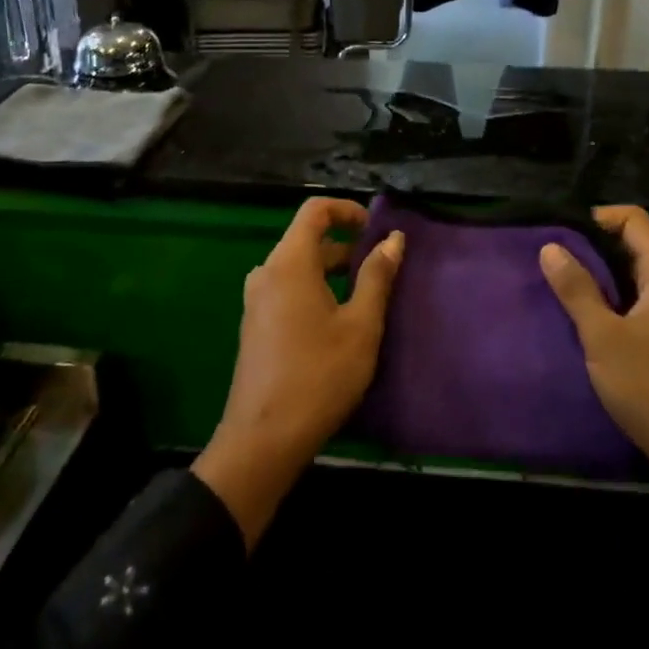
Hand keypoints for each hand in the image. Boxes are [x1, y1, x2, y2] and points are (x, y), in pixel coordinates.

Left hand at [193, 198, 403, 546]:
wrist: (263, 438)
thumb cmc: (319, 375)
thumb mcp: (360, 326)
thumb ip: (377, 276)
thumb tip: (393, 239)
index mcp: (289, 263)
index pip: (315, 211)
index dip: (347, 210)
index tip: (375, 228)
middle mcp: (266, 272)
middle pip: (306, 239)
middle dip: (345, 244)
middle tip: (380, 266)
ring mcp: (256, 300)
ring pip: (297, 266)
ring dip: (331, 269)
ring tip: (365, 294)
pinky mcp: (255, 324)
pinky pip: (287, 288)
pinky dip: (314, 288)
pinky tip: (337, 320)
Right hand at [539, 206, 648, 494]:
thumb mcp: (603, 336)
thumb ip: (576, 289)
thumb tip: (550, 247)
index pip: (633, 220)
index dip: (595, 218)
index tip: (558, 235)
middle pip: (634, 245)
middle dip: (591, 248)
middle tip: (549, 260)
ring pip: (634, 277)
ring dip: (599, 278)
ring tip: (558, 287)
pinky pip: (638, 304)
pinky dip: (611, 303)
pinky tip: (583, 320)